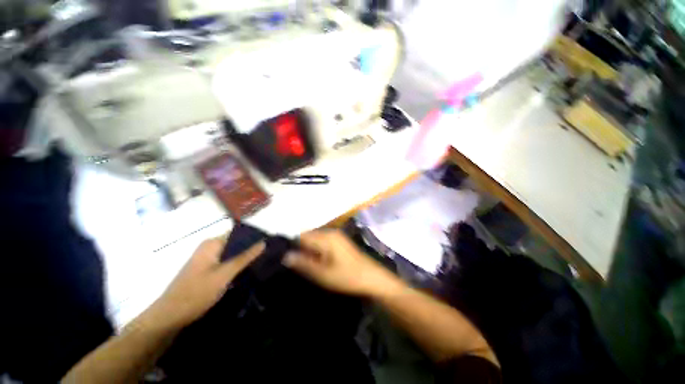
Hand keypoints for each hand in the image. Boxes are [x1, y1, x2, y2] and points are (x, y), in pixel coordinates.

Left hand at [150, 238, 264, 329]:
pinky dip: (237, 264)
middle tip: (269, 252)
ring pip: (232, 253)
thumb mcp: (224, 274)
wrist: (169, 316)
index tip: (270, 242)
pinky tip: (248, 270)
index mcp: (212, 243)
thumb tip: (263, 242)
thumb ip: (245, 257)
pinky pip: (226, 261)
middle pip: (236, 242)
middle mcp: (210, 247)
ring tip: (263, 260)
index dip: (254, 236)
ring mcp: (207, 258)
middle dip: (251, 247)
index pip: (239, 232)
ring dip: (245, 256)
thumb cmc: (196, 293)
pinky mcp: (206, 268)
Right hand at [283, 229, 401, 296]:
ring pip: (315, 239)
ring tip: (306, 265)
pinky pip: (323, 242)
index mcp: (326, 237)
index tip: (286, 259)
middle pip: (308, 236)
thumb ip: (303, 263)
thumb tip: (285, 255)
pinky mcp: (340, 241)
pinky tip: (318, 262)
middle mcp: (330, 232)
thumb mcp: (323, 274)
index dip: (292, 246)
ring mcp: (336, 236)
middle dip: (301, 248)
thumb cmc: (347, 277)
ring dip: (309, 250)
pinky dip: (317, 250)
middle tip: (296, 265)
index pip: (301, 235)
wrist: (372, 278)